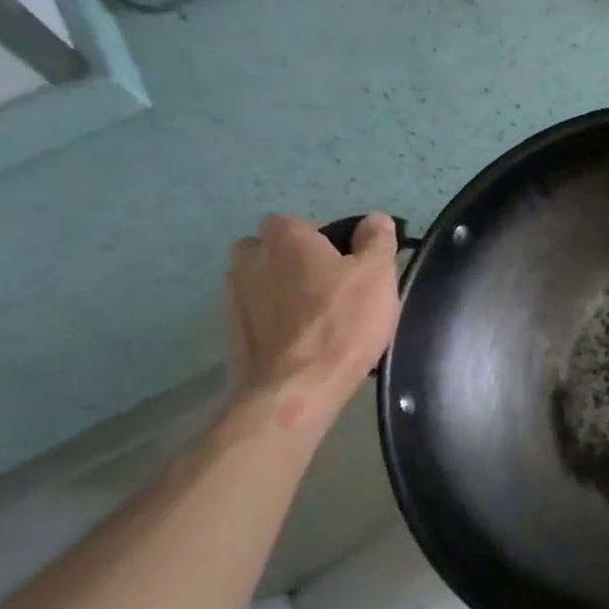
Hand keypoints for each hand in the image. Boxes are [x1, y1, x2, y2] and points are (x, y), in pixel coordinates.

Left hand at [225, 213, 400, 423]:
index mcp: (287, 241)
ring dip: (275, 288)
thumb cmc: (343, 323)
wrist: (294, 388)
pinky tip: (297, 338)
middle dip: (284, 258)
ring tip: (310, 313)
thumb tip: (374, 219)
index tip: (340, 256)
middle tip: (322, 280)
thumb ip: (377, 241)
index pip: (288, 221)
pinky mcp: (231, 335)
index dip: (313, 234)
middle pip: (261, 248)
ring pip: (253, 281)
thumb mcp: (378, 276)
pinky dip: (270, 319)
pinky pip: (252, 314)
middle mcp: (251, 263)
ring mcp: (235, 300)